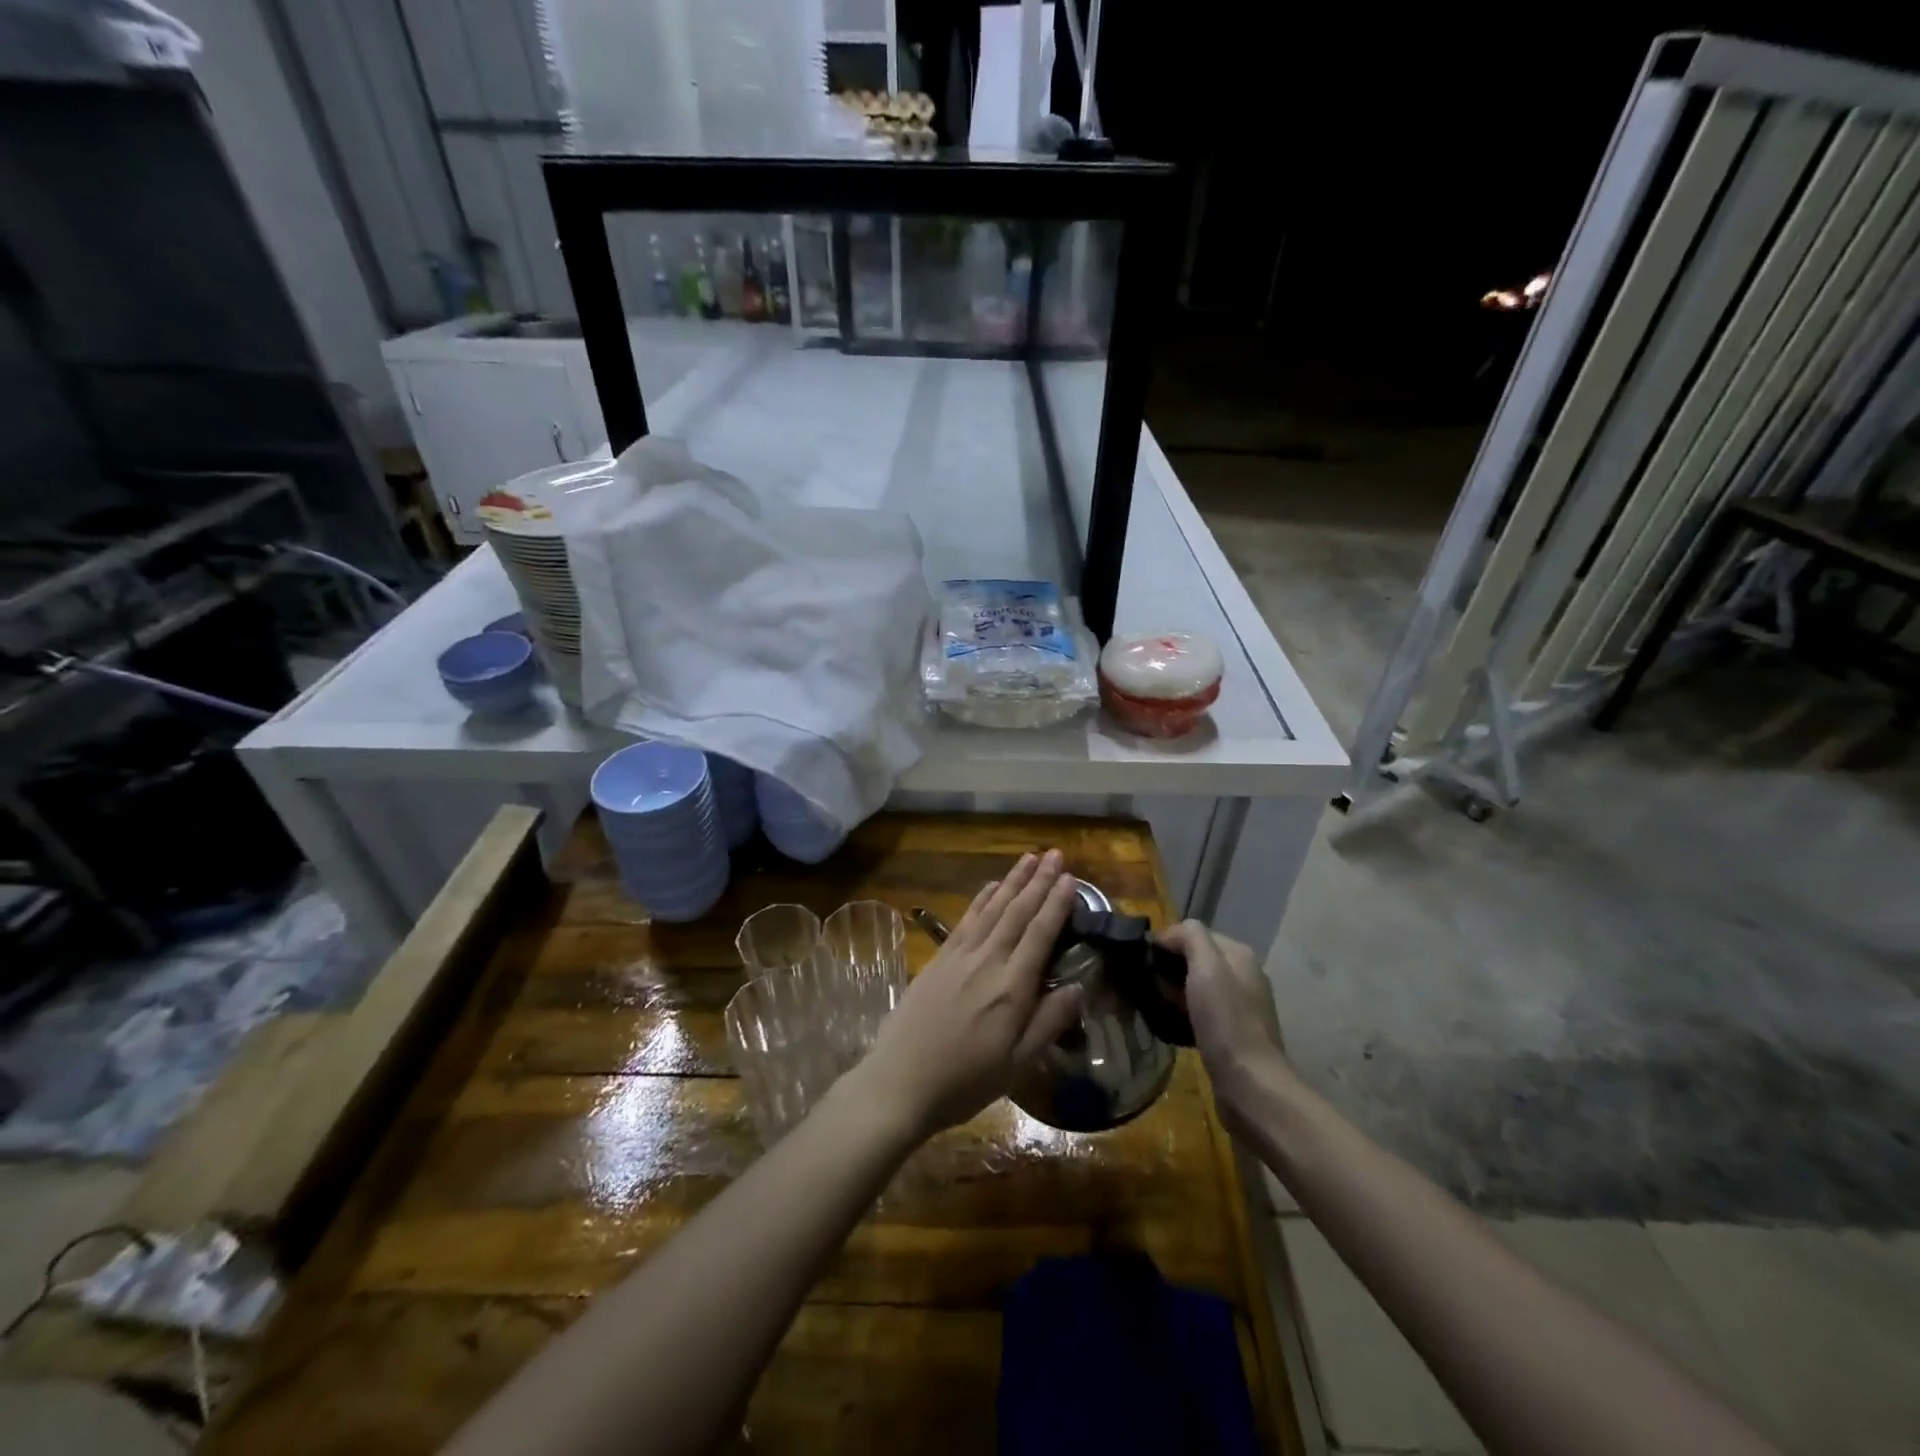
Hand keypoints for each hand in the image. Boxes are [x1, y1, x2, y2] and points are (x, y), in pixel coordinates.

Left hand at [854, 851, 1083, 1135]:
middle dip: (1039, 882)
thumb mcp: (1017, 1064)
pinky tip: (991, 886)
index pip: (1040, 934)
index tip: (1071, 878)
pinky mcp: (938, 959)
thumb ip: (1049, 1022)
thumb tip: (1080, 986)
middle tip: (1056, 854)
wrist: (900, 1081)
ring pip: (992, 909)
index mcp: (1012, 988)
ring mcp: (959, 956)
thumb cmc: (964, 1081)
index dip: (1056, 904)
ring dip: (1012, 881)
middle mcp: (987, 961)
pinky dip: (981, 899)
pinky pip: (966, 919)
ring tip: (1030, 859)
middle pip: (1017, 912)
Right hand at [1158, 921, 1291, 1126]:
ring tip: (1154, 1005)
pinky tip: (1170, 1025)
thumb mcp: (1206, 967)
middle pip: (1196, 960)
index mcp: (1239, 955)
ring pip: (1198, 987)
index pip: (1195, 933)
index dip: (1167, 942)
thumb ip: (1190, 937)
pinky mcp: (1234, 1034)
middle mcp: (1244, 976)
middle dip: (1170, 969)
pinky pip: (1202, 1012)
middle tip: (1147, 985)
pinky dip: (1184, 1014)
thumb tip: (1170, 934)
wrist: (1250, 1084)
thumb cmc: (1225, 1021)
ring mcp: (1241, 1006)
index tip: (1144, 961)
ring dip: (1175, 992)